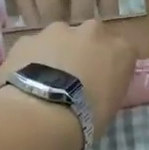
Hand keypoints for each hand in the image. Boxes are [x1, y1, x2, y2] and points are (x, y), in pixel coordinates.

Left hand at [0, 20, 135, 142]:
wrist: (44, 113)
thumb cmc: (87, 118)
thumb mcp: (110, 107)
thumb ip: (106, 87)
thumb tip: (96, 88)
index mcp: (121, 50)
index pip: (123, 52)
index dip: (110, 67)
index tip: (102, 83)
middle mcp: (93, 32)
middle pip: (91, 38)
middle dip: (83, 53)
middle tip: (74, 80)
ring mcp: (58, 31)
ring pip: (60, 38)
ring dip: (56, 53)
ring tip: (46, 82)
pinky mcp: (29, 38)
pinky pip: (34, 48)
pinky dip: (31, 60)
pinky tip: (25, 81)